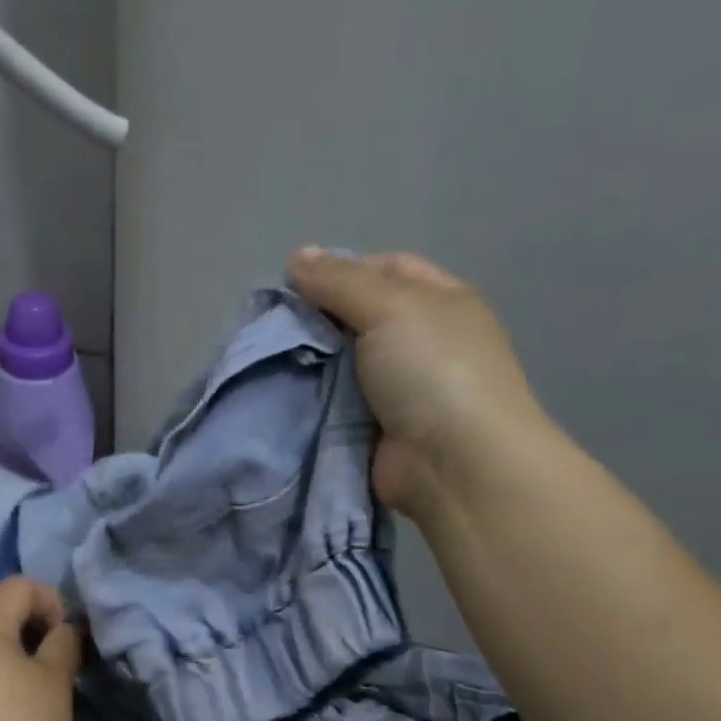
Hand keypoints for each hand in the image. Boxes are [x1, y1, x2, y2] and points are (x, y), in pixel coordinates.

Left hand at [0, 577, 80, 720]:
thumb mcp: (54, 681)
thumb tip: (63, 630)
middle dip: (38, 630)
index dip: (50, 599)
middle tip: (61, 666)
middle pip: (2, 615)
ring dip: (23, 659)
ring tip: (45, 694)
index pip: (18, 585)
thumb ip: (63, 644)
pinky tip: (21, 716)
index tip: (65, 638)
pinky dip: (5, 682)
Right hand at [288, 248, 548, 517]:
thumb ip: (338, 281)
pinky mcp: (374, 428)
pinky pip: (334, 405)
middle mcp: (419, 341)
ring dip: (308, 365)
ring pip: (339, 364)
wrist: (455, 464)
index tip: (296, 289)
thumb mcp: (390, 307)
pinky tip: (278, 396)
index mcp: (438, 300)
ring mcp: (397, 389)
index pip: (383, 268)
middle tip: (271, 330)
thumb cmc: (433, 371)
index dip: (340, 271)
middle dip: (315, 321)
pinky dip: (310, 401)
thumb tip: (296, 256)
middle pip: (355, 317)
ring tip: (266, 362)